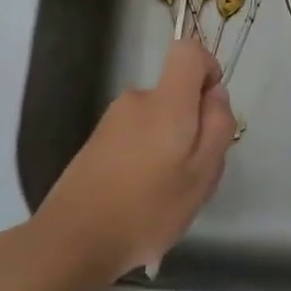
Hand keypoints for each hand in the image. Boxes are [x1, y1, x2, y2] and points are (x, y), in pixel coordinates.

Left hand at [33, 39, 235, 282]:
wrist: (72, 240)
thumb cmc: (148, 208)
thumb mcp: (202, 173)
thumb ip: (218, 126)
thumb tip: (215, 94)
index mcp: (166, 101)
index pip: (188, 50)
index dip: (208, 68)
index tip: (212, 109)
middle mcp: (136, 100)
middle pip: (175, 95)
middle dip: (192, 126)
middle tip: (193, 175)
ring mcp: (112, 122)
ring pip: (157, 122)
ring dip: (168, 149)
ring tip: (165, 196)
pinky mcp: (96, 144)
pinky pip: (136, 140)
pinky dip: (146, 162)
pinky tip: (140, 203)